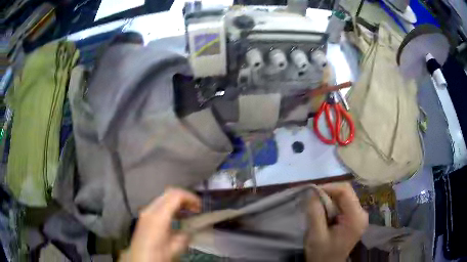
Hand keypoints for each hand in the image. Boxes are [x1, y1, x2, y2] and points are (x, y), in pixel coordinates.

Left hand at [128, 188, 200, 261]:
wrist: (140, 259)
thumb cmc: (158, 254)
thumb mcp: (176, 247)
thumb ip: (185, 235)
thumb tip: (191, 229)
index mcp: (158, 216)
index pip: (175, 195)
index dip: (190, 197)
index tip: (199, 205)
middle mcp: (150, 210)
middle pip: (168, 193)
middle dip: (184, 198)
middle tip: (196, 208)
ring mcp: (146, 212)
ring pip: (163, 198)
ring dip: (177, 202)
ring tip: (189, 212)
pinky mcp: (145, 216)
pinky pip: (159, 205)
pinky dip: (170, 207)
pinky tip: (177, 217)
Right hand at [305, 183, 367, 261]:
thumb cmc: (322, 254)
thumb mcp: (316, 235)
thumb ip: (315, 212)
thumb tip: (311, 191)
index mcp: (356, 218)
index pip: (345, 191)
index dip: (328, 187)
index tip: (312, 192)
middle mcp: (362, 213)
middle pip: (346, 192)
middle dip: (329, 193)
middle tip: (313, 200)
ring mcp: (360, 215)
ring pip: (345, 196)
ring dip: (330, 199)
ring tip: (317, 207)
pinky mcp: (356, 218)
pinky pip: (345, 203)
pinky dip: (333, 204)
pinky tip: (325, 213)